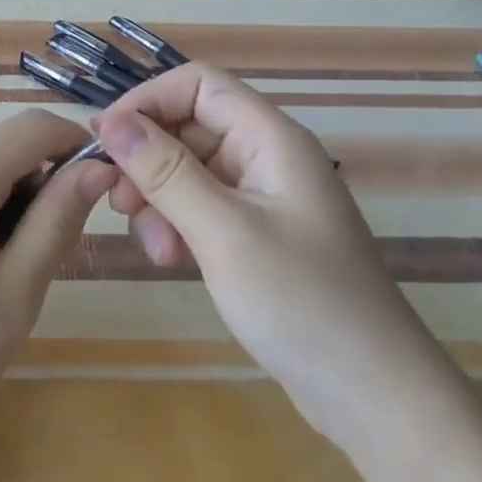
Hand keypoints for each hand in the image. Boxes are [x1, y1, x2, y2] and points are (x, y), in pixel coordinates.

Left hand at [0, 109, 118, 460]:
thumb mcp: (14, 294)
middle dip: (41, 186)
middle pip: (5, 150)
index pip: (32, 127)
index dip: (75, 143)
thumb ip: (57, 222)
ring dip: (11, 205)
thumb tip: (95, 169)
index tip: (102, 186)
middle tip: (47, 256)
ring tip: (7, 276)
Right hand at [97, 64, 451, 450]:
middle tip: (117, 202)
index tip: (106, 139)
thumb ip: (165, 172)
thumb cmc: (303, 304)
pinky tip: (171, 260)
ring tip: (152, 245)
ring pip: (188, 170)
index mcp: (271, 139)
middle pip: (189, 126)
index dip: (148, 100)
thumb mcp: (224, 232)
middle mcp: (266, 157)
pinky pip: (201, 207)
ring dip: (158, 198)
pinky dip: (176, 224)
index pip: (199, 84)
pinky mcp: (256, 234)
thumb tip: (111, 121)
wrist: (376, 398)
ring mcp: (263, 198)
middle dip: (148, 159)